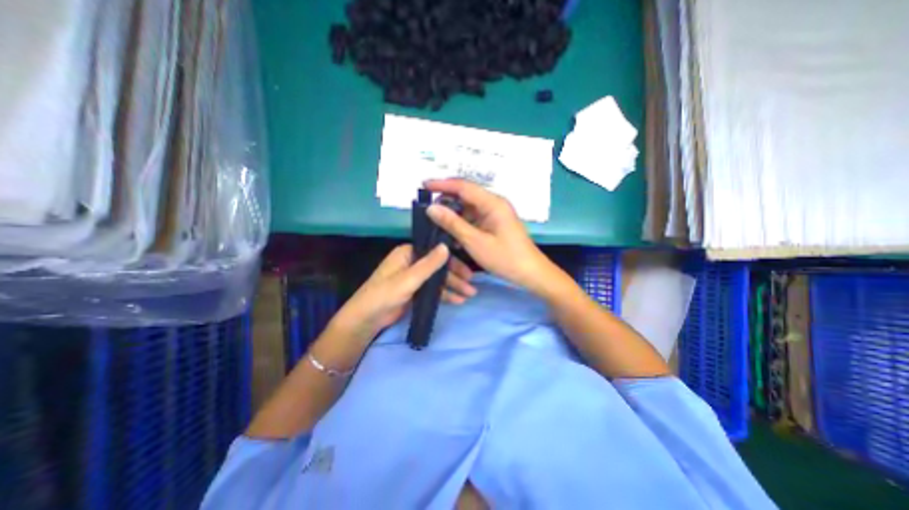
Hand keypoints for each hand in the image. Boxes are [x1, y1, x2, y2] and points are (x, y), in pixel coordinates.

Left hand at [328, 243, 475, 346]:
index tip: (468, 270)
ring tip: (469, 295)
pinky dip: (444, 294)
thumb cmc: (384, 295)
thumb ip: (429, 264)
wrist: (366, 319)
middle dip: (455, 277)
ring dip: (453, 287)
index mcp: (408, 253)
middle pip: (439, 266)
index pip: (435, 252)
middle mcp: (412, 262)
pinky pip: (433, 290)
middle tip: (472, 286)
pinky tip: (458, 300)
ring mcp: (414, 278)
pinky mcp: (415, 291)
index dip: (452, 260)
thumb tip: (447, 246)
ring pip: (438, 279)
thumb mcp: (408, 279)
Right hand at [425, 177, 553, 294]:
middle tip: (427, 209)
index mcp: (492, 203)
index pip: (463, 186)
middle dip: (446, 200)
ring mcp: (495, 213)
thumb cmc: (504, 258)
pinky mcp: (494, 223)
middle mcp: (494, 203)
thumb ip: (452, 223)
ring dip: (453, 213)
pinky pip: (474, 218)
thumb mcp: (475, 241)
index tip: (423, 185)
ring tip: (435, 221)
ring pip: (469, 207)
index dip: (442, 184)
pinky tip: (451, 231)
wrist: (530, 272)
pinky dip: (462, 223)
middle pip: (466, 195)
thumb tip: (431, 208)